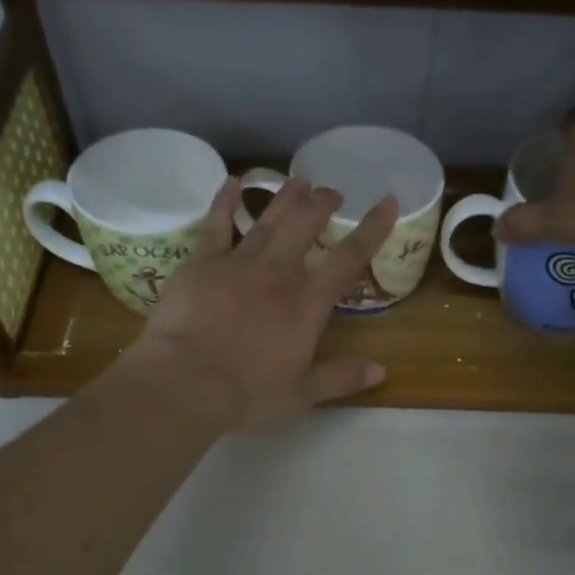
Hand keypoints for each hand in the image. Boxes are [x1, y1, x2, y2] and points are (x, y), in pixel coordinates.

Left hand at [125, 176, 399, 430]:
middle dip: (322, 205)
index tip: (387, 202)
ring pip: (267, 220)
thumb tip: (381, 370)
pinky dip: (224, 203)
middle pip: (305, 225)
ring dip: (285, 197)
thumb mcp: (302, 394)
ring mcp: (237, 263)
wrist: (187, 382)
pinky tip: (231, 184)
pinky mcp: (201, 263)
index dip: (371, 229)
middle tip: (332, 192)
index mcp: (307, 303)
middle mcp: (277, 273)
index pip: (348, 258)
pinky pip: (216, 226)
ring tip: (299, 180)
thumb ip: (341, 378)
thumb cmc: (249, 393)